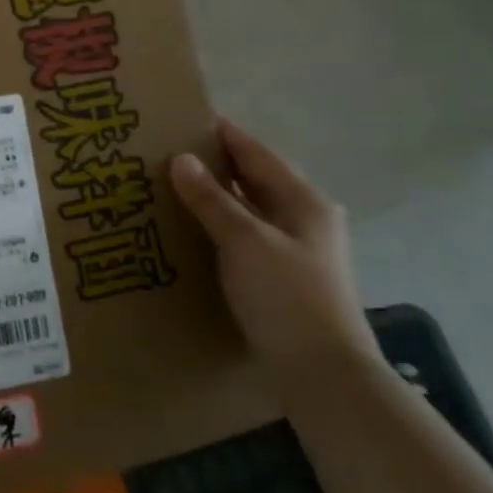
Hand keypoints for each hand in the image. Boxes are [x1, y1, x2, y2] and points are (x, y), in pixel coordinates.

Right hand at [169, 119, 378, 386]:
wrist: (323, 373)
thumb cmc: (287, 297)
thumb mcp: (244, 241)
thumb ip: (212, 199)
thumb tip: (181, 158)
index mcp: (304, 201)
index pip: (257, 153)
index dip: (223, 134)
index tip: (186, 118)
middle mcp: (305, 219)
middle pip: (256, 180)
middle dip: (216, 165)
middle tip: (168, 154)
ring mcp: (297, 251)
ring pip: (250, 210)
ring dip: (217, 198)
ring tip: (172, 189)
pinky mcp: (285, 278)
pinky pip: (246, 238)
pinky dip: (221, 227)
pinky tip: (193, 232)